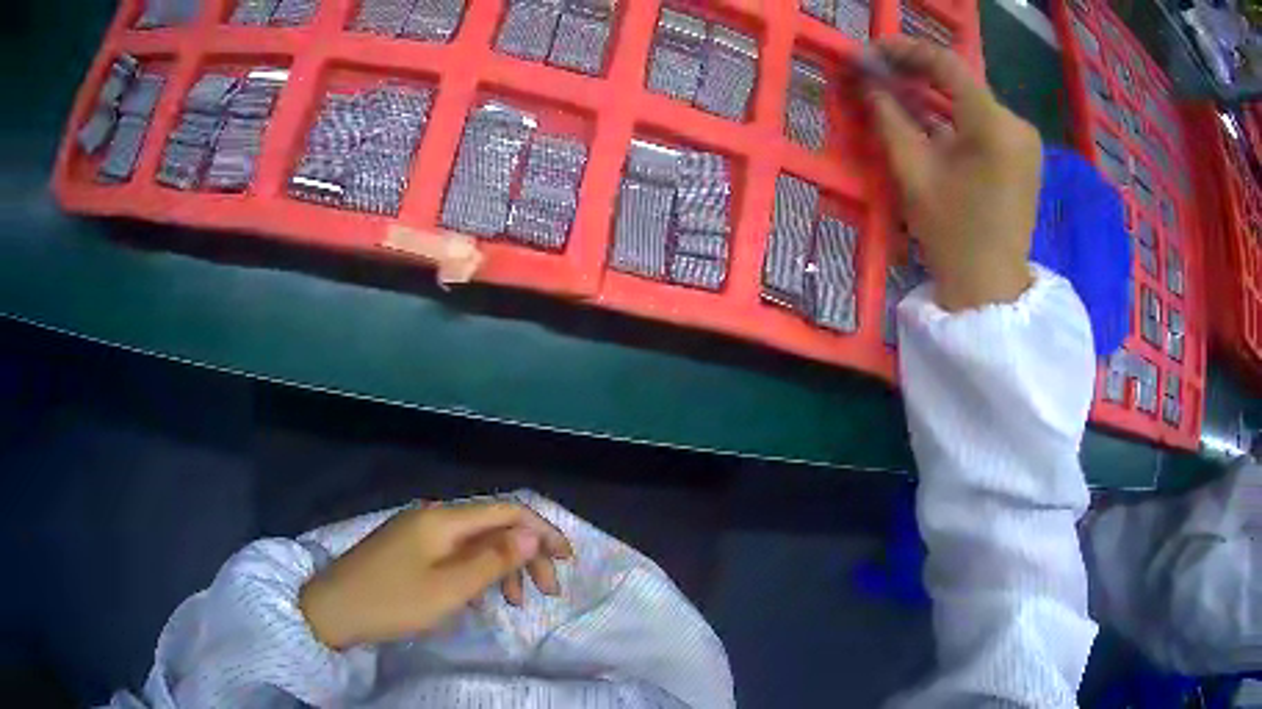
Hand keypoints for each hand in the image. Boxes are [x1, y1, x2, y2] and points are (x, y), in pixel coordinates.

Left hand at [298, 501, 572, 650]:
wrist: (332, 609)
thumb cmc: (393, 601)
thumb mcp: (449, 588)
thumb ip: (492, 560)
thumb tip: (531, 535)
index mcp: (444, 519)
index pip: (506, 512)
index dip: (541, 531)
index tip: (567, 561)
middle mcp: (433, 516)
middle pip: (493, 525)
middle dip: (526, 554)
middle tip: (547, 592)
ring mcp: (418, 532)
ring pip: (475, 541)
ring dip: (504, 566)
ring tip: (518, 601)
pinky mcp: (408, 549)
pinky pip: (455, 552)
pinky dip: (478, 571)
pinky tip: (482, 594)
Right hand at [865, 38, 1041, 310]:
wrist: (991, 289)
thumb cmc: (953, 235)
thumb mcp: (914, 172)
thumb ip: (890, 117)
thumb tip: (867, 81)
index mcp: (994, 125)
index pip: (947, 65)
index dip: (906, 51)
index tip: (872, 52)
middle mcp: (1016, 123)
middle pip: (961, 82)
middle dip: (918, 74)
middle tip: (878, 73)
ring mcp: (1024, 140)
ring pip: (971, 101)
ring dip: (934, 95)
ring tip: (896, 94)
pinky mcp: (1023, 156)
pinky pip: (984, 122)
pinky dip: (955, 116)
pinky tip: (927, 119)